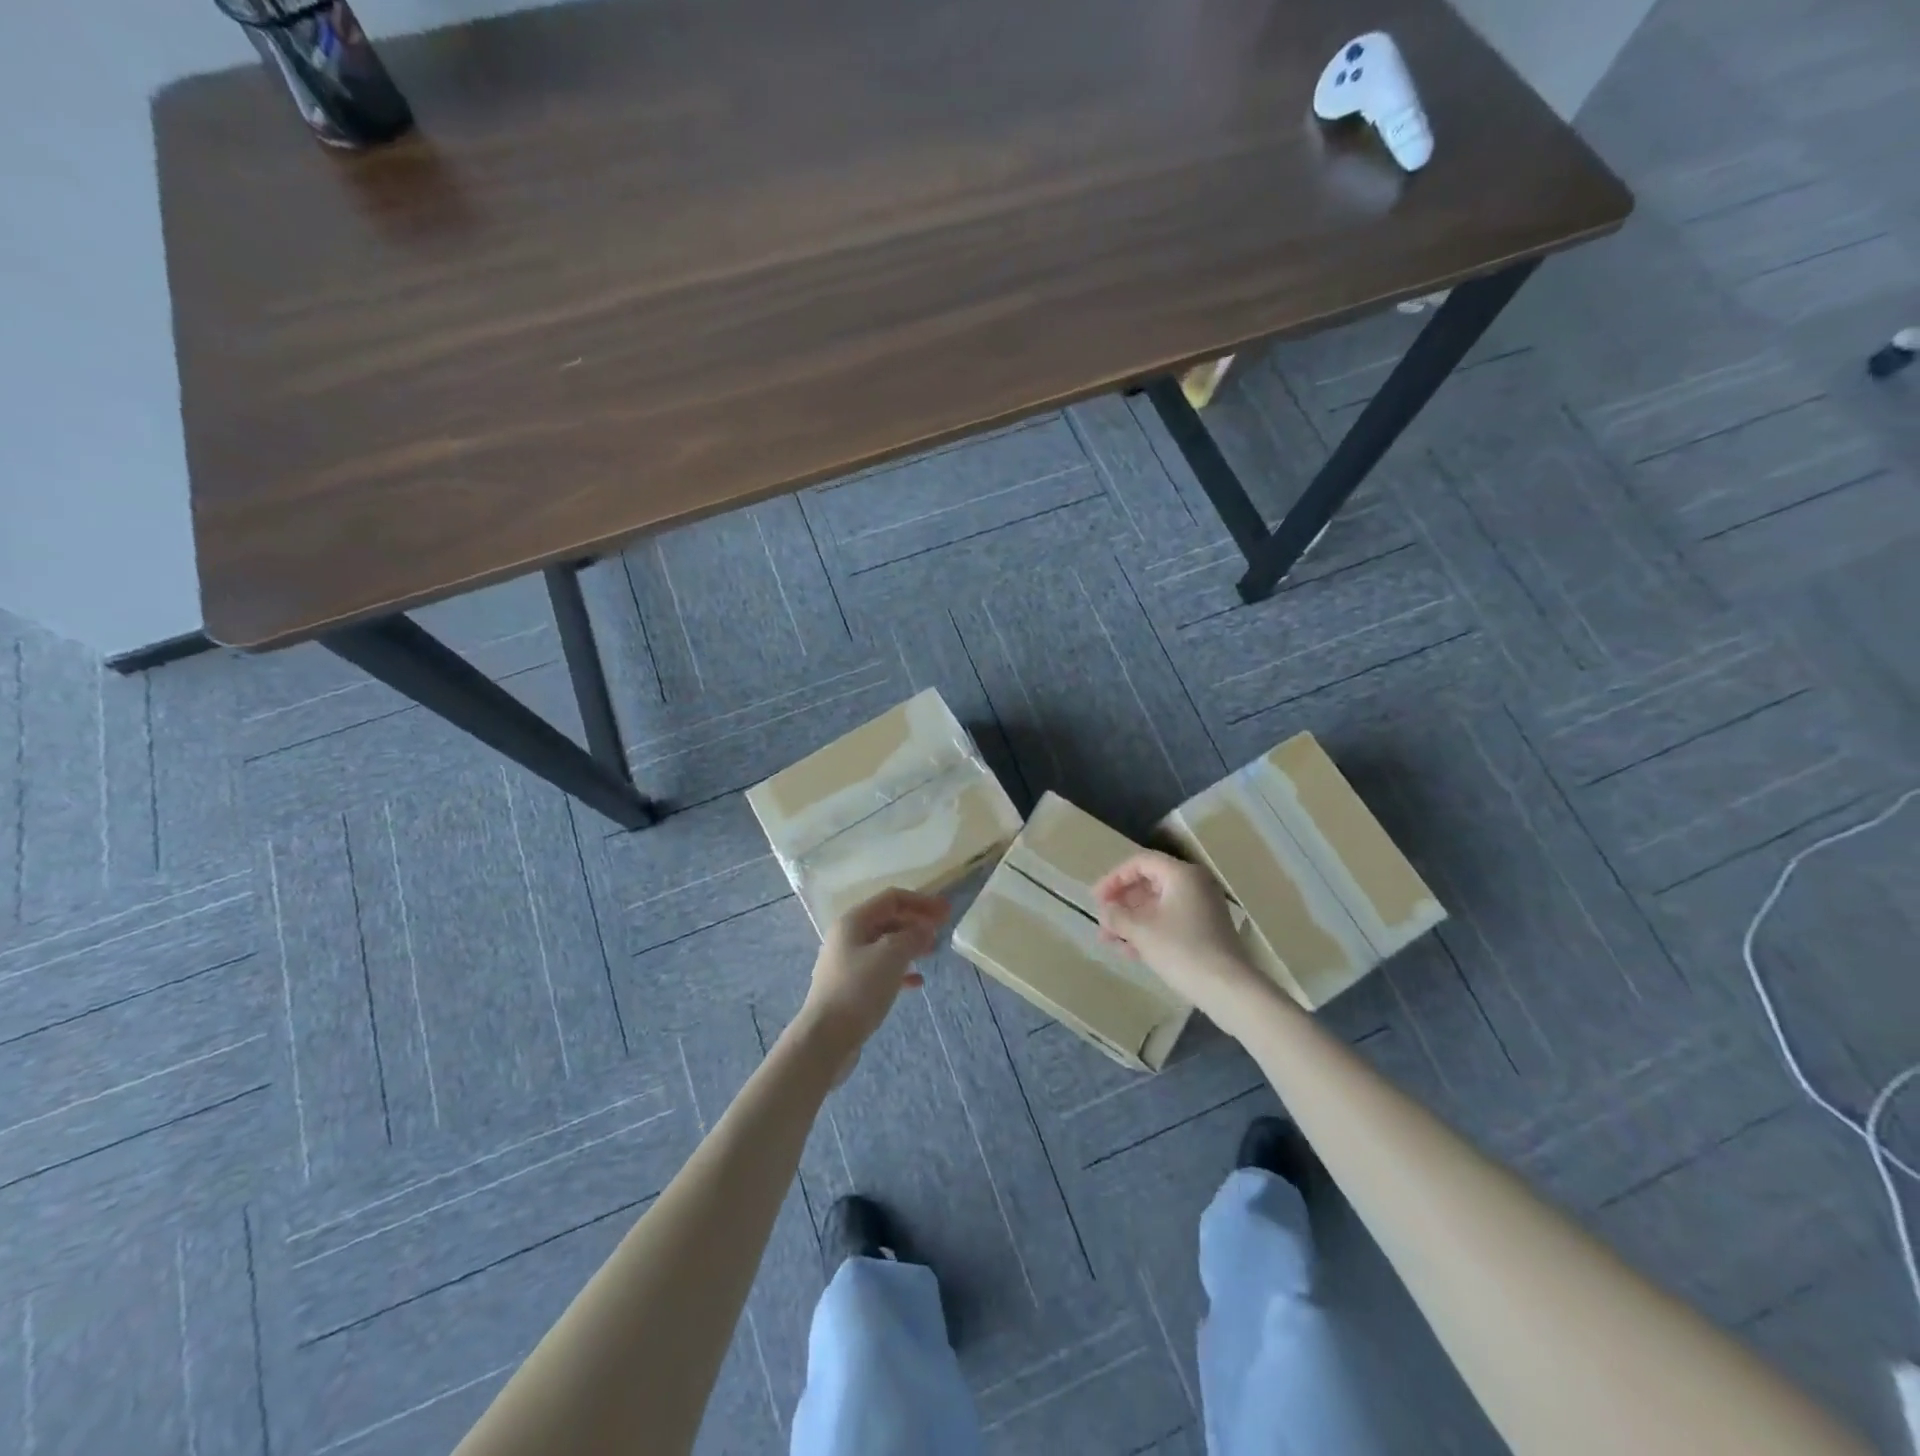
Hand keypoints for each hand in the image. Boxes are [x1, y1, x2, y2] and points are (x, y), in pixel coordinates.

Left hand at [801, 888, 949, 1053]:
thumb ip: (912, 936)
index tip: (946, 912)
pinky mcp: (850, 987)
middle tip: (942, 931)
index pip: (891, 898)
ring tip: (932, 952)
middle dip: (916, 922)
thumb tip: (926, 928)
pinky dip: (900, 970)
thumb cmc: (858, 990)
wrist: (825, 1039)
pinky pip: (880, 969)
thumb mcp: (891, 956)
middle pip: (887, 919)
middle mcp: (847, 936)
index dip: (921, 901)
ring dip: (909, 944)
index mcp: (853, 921)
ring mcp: (847, 963)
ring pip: (884, 944)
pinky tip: (917, 981)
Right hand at [1094, 851, 1270, 1022]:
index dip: (1114, 878)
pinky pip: (1170, 921)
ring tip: (1109, 940)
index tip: (1096, 900)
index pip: (1140, 862)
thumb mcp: (1141, 931)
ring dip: (1132, 920)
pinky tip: (1130, 950)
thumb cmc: (1182, 950)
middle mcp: (1194, 884)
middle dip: (1122, 902)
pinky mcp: (1206, 931)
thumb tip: (1105, 911)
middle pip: (1149, 883)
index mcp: (1181, 874)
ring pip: (1158, 905)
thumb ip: (1117, 916)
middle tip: (1102, 920)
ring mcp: (1202, 908)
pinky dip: (1149, 930)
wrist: (1229, 989)